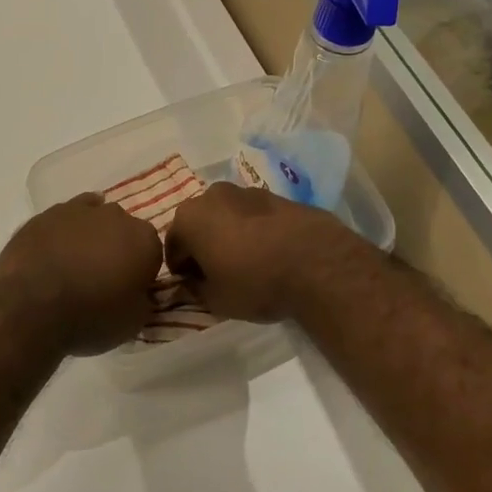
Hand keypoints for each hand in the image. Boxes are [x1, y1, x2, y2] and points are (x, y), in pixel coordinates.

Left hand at [0, 193, 162, 356]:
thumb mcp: (133, 322)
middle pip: (124, 230)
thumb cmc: (90, 317)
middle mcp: (116, 216)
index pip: (153, 252)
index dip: (142, 272)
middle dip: (118, 248)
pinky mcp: (45, 214)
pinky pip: (63, 219)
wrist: (30, 306)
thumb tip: (140, 292)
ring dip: (91, 236)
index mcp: (144, 240)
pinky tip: (57, 248)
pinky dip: (64, 232)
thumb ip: (143, 300)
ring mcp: (78, 210)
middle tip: (103, 278)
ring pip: (93, 218)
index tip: (130, 290)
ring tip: (77, 264)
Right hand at [165, 182, 369, 322]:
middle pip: (199, 224)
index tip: (193, 286)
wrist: (319, 265)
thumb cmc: (255, 283)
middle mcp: (212, 195)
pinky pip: (254, 215)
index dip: (180, 269)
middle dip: (203, 245)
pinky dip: (254, 230)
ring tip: (247, 263)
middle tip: (218, 273)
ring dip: (229, 234)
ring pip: (227, 216)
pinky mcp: (277, 196)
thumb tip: (190, 283)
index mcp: (189, 217)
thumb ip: (195, 289)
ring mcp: (247, 191)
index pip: (172, 246)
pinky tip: (269, 253)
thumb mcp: (216, 300)